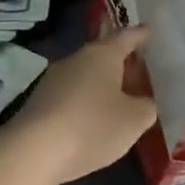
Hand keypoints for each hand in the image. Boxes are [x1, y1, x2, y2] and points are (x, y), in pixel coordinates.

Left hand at [4, 28, 158, 184]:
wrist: (33, 152)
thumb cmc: (92, 126)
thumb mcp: (134, 120)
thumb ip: (146, 107)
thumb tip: (143, 102)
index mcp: (102, 55)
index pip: (126, 36)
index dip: (141, 35)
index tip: (150, 32)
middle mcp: (75, 60)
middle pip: (103, 56)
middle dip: (122, 64)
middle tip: (142, 72)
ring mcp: (53, 81)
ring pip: (85, 77)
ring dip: (103, 86)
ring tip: (121, 100)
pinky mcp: (40, 104)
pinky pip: (71, 96)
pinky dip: (86, 103)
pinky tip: (94, 120)